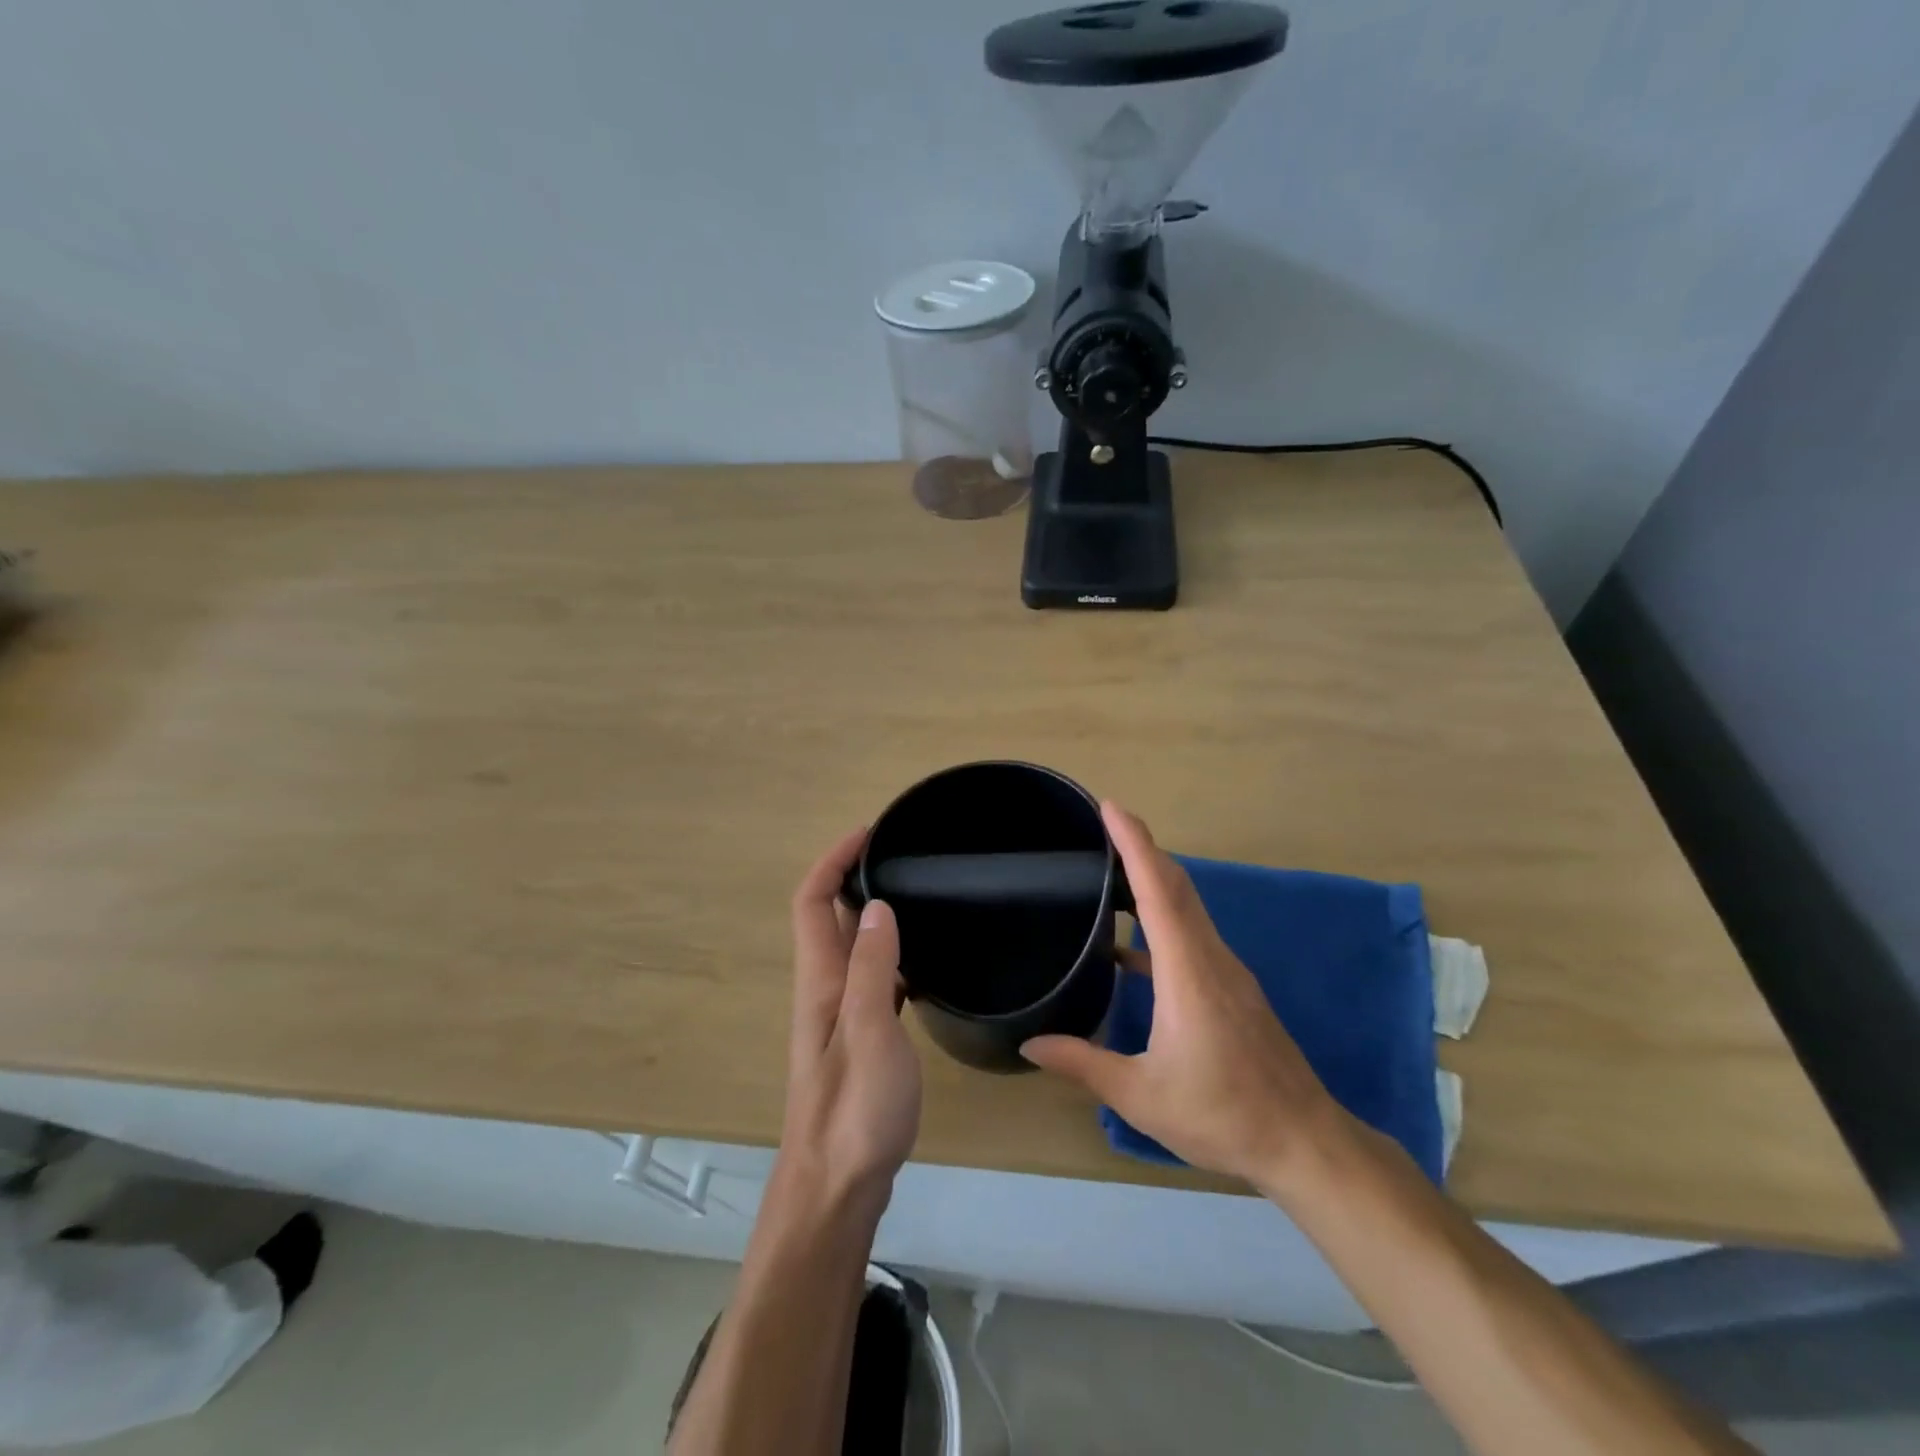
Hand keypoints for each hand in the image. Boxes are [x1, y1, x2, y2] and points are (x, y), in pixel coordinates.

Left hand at [779, 828, 921, 1213]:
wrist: (837, 1189)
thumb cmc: (854, 1111)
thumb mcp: (868, 1033)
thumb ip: (872, 968)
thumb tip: (876, 905)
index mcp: (821, 981)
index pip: (812, 902)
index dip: (832, 860)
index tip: (870, 832)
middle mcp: (825, 990)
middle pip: (830, 919)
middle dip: (856, 877)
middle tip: (905, 857)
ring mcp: (842, 1016)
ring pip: (853, 948)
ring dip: (873, 914)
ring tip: (919, 896)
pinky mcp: (861, 1039)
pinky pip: (873, 978)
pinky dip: (891, 954)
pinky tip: (922, 961)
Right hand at [1022, 803, 1348, 1197]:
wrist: (1305, 1143)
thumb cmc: (1222, 1114)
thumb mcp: (1142, 1095)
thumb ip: (1083, 1064)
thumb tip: (1029, 1044)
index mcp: (1188, 972)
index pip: (1159, 890)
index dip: (1135, 844)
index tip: (1111, 807)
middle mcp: (1211, 958)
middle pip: (1177, 886)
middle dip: (1142, 849)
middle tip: (1102, 826)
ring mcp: (1227, 972)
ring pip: (1188, 908)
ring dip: (1154, 880)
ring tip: (1110, 873)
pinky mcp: (1233, 990)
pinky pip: (1193, 936)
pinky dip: (1163, 922)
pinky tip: (1130, 950)